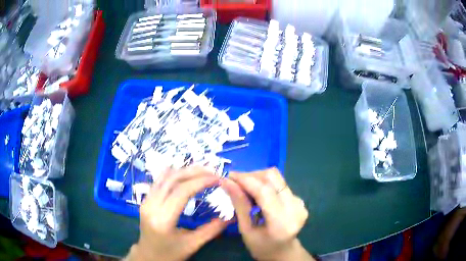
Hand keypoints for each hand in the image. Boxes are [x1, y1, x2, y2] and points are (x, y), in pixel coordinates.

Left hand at [126, 167, 228, 260]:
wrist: (148, 256)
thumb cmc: (170, 254)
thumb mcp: (193, 245)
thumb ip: (212, 230)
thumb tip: (231, 217)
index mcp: (163, 219)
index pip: (181, 192)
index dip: (201, 181)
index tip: (218, 179)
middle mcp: (151, 205)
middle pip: (172, 179)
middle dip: (194, 172)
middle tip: (213, 172)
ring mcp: (146, 201)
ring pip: (165, 177)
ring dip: (184, 171)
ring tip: (202, 171)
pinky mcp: (145, 200)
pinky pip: (159, 181)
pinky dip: (174, 174)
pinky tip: (185, 175)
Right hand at [221, 168, 313, 260]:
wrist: (283, 252)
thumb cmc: (261, 246)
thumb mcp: (246, 230)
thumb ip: (239, 205)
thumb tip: (226, 182)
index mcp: (281, 222)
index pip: (264, 191)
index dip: (245, 179)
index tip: (227, 176)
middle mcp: (295, 207)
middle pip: (272, 177)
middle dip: (251, 175)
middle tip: (235, 183)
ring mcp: (299, 202)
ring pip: (276, 177)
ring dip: (257, 178)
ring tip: (244, 189)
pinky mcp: (299, 199)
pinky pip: (279, 183)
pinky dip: (264, 184)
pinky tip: (257, 195)